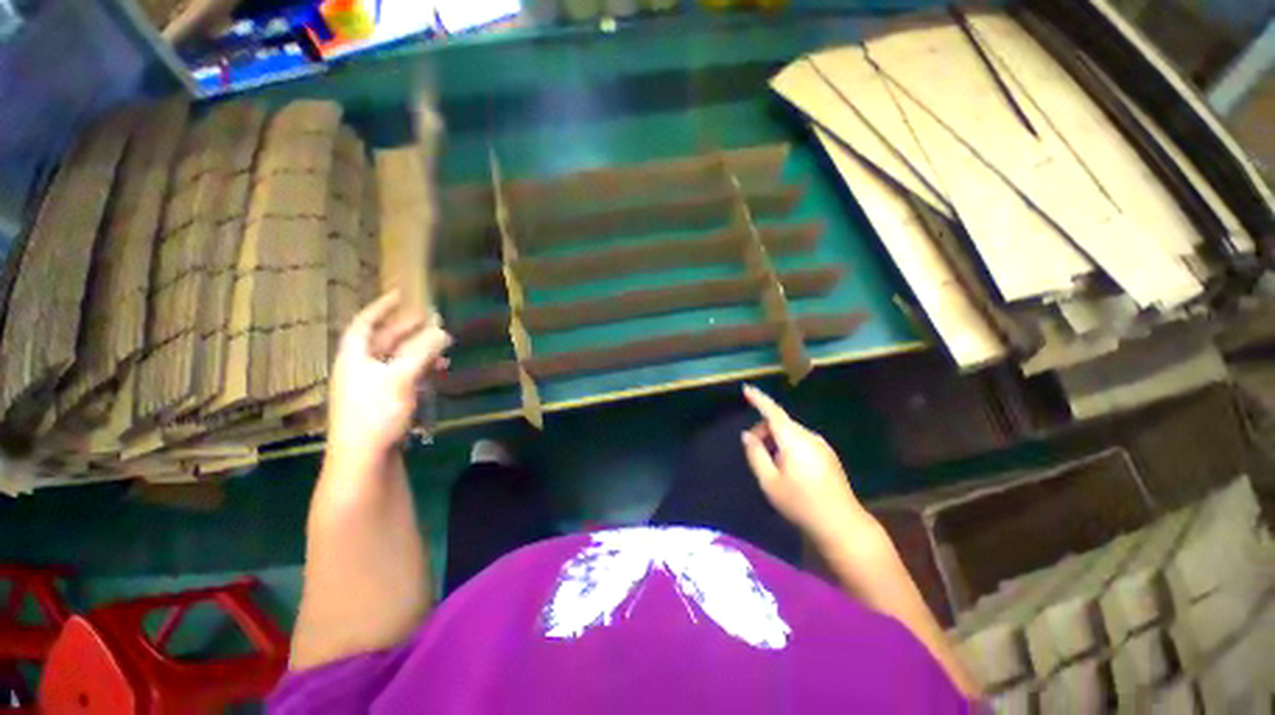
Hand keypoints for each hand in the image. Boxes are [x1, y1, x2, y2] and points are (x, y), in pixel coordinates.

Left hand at [327, 292, 451, 464]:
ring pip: (398, 359)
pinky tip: (438, 371)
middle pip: (384, 341)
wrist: (363, 458)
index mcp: (355, 357)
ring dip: (420, 350)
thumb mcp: (401, 377)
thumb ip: (422, 351)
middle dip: (408, 328)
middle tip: (432, 318)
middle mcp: (361, 368)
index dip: (381, 307)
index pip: (365, 324)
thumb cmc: (376, 412)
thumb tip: (442, 330)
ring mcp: (372, 386)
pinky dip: (421, 369)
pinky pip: (404, 375)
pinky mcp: (385, 402)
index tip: (400, 294)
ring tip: (444, 345)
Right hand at [740, 384, 871, 544]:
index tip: (746, 389)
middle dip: (763, 430)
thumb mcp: (769, 482)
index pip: (772, 412)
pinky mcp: (828, 455)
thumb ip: (755, 454)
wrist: (842, 525)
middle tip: (753, 450)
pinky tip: (787, 468)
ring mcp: (821, 445)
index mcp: (794, 440)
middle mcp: (809, 436)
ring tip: (771, 465)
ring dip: (775, 439)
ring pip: (791, 432)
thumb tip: (747, 435)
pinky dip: (788, 446)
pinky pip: (801, 441)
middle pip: (780, 422)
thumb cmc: (800, 504)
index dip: (758, 399)